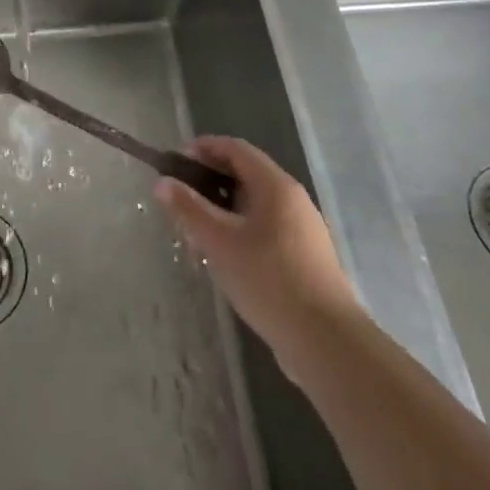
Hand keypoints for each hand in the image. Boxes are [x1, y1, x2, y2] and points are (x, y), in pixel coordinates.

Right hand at [155, 136, 359, 352]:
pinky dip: (240, 231)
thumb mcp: (219, 242)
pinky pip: (265, 228)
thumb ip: (188, 208)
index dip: (204, 148)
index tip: (175, 163)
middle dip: (209, 183)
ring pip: (254, 205)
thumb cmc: (268, 279)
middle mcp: (292, 199)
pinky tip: (225, 259)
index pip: (235, 148)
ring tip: (197, 235)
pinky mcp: (305, 256)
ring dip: (222, 211)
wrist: (326, 341)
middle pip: (245, 175)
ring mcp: (302, 228)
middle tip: (181, 202)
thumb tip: (163, 182)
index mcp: (275, 185)